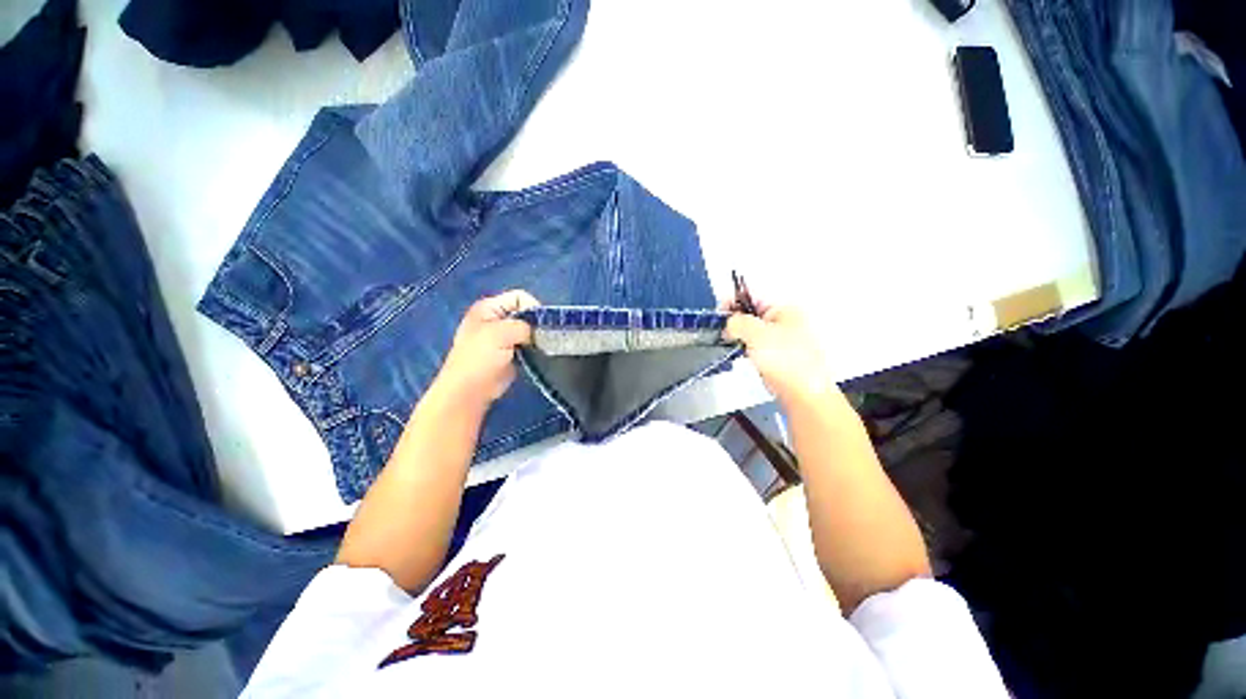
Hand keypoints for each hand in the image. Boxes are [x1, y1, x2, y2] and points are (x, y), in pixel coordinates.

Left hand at [433, 290, 539, 409]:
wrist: (470, 390)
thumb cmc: (480, 358)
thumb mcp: (501, 333)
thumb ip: (523, 326)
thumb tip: (538, 331)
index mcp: (488, 308)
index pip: (519, 297)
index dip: (532, 307)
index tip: (540, 325)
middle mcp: (495, 319)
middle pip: (525, 313)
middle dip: (535, 323)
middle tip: (542, 337)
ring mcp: (502, 337)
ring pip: (528, 330)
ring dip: (535, 337)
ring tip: (540, 347)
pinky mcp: (510, 352)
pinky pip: (527, 344)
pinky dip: (533, 348)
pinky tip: (537, 355)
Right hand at [722, 301, 839, 408]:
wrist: (803, 394)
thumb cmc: (788, 363)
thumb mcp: (756, 334)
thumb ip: (738, 322)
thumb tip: (729, 322)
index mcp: (784, 309)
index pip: (752, 296)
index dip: (733, 303)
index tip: (719, 315)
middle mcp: (786, 322)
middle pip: (752, 315)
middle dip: (736, 323)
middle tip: (726, 333)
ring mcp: (784, 340)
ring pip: (754, 333)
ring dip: (742, 338)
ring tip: (737, 347)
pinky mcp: (780, 357)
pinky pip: (758, 348)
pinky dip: (749, 351)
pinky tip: (746, 358)